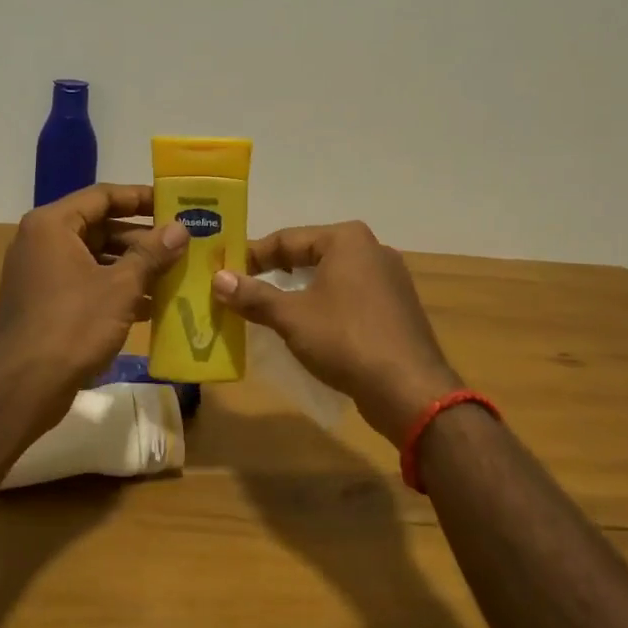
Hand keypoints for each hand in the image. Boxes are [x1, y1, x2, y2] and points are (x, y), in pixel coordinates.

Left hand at [0, 184, 187, 430]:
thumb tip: (181, 228)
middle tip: (179, 245)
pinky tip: (148, 306)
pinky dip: (113, 289)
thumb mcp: (121, 286)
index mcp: (52, 225)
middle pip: (98, 227)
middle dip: (140, 239)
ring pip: (93, 258)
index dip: (140, 198)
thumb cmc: (74, 325)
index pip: (102, 196)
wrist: (25, 386)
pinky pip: (84, 283)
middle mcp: (40, 241)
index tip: (174, 204)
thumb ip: (152, 254)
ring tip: (171, 275)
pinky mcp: (42, 303)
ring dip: (131, 266)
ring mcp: (39, 274)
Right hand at [211, 221, 461, 444]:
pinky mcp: (396, 307)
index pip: (286, 239)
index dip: (251, 256)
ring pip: (330, 277)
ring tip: (268, 310)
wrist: (409, 388)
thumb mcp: (292, 317)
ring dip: (299, 292)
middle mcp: (372, 249)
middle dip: (275, 274)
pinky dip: (324, 306)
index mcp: (347, 240)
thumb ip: (254, 296)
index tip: (224, 273)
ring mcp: (389, 278)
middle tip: (242, 291)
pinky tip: (308, 328)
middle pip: (310, 255)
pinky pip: (350, 297)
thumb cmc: (346, 340)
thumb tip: (217, 279)